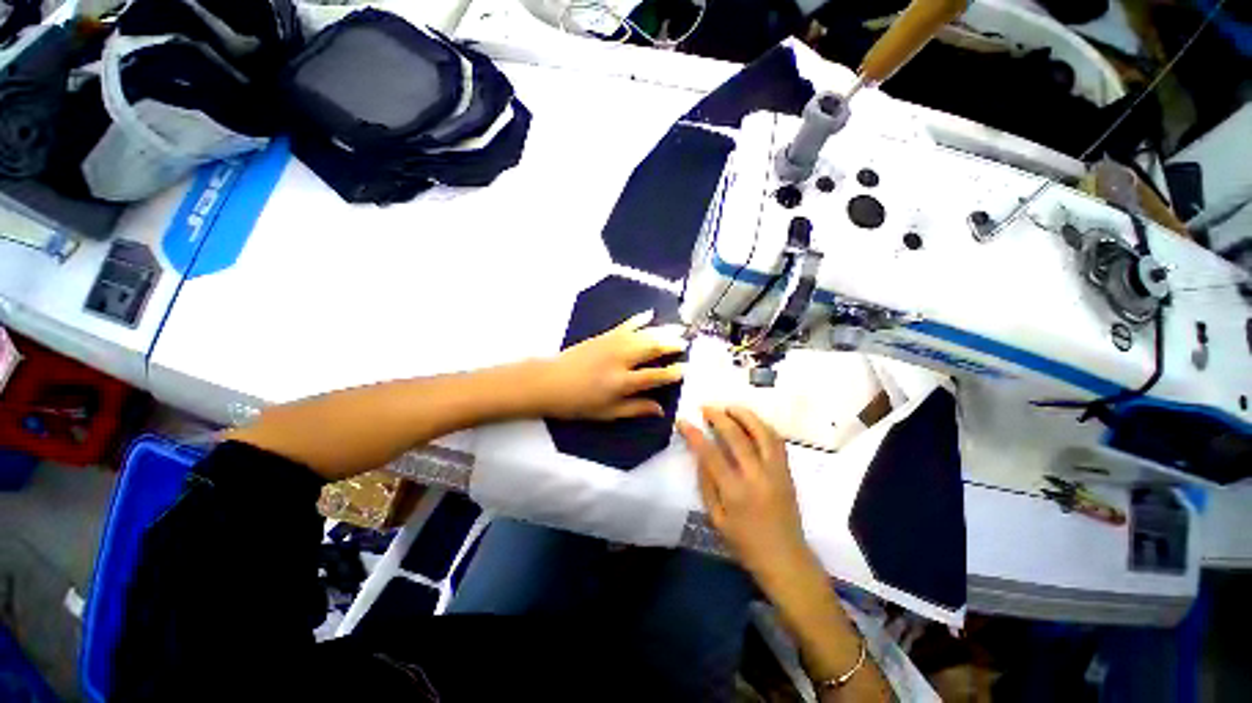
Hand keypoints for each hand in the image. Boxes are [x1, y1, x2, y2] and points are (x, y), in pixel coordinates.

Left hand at [535, 310, 685, 420]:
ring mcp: (612, 344)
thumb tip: (661, 409)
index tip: (686, 368)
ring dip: (662, 330)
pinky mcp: (603, 335)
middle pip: (652, 348)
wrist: (549, 382)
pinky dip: (639, 319)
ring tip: (677, 328)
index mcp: (622, 382)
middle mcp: (621, 359)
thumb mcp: (607, 413)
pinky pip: (626, 325)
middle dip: (671, 344)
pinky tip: (649, 314)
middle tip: (686, 342)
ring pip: (643, 334)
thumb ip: (635, 409)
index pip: (654, 376)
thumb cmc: (578, 403)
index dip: (672, 372)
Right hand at [677, 406, 810, 580]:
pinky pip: (776, 440)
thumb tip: (699, 454)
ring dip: (744, 415)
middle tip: (705, 408)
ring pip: (762, 432)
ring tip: (729, 407)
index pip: (711, 453)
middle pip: (737, 436)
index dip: (694, 434)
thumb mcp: (716, 518)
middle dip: (718, 416)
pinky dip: (762, 425)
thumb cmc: (745, 543)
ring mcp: (776, 471)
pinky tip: (751, 421)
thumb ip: (707, 484)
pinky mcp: (787, 471)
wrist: (786, 560)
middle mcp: (757, 476)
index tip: (682, 421)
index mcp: (735, 492)